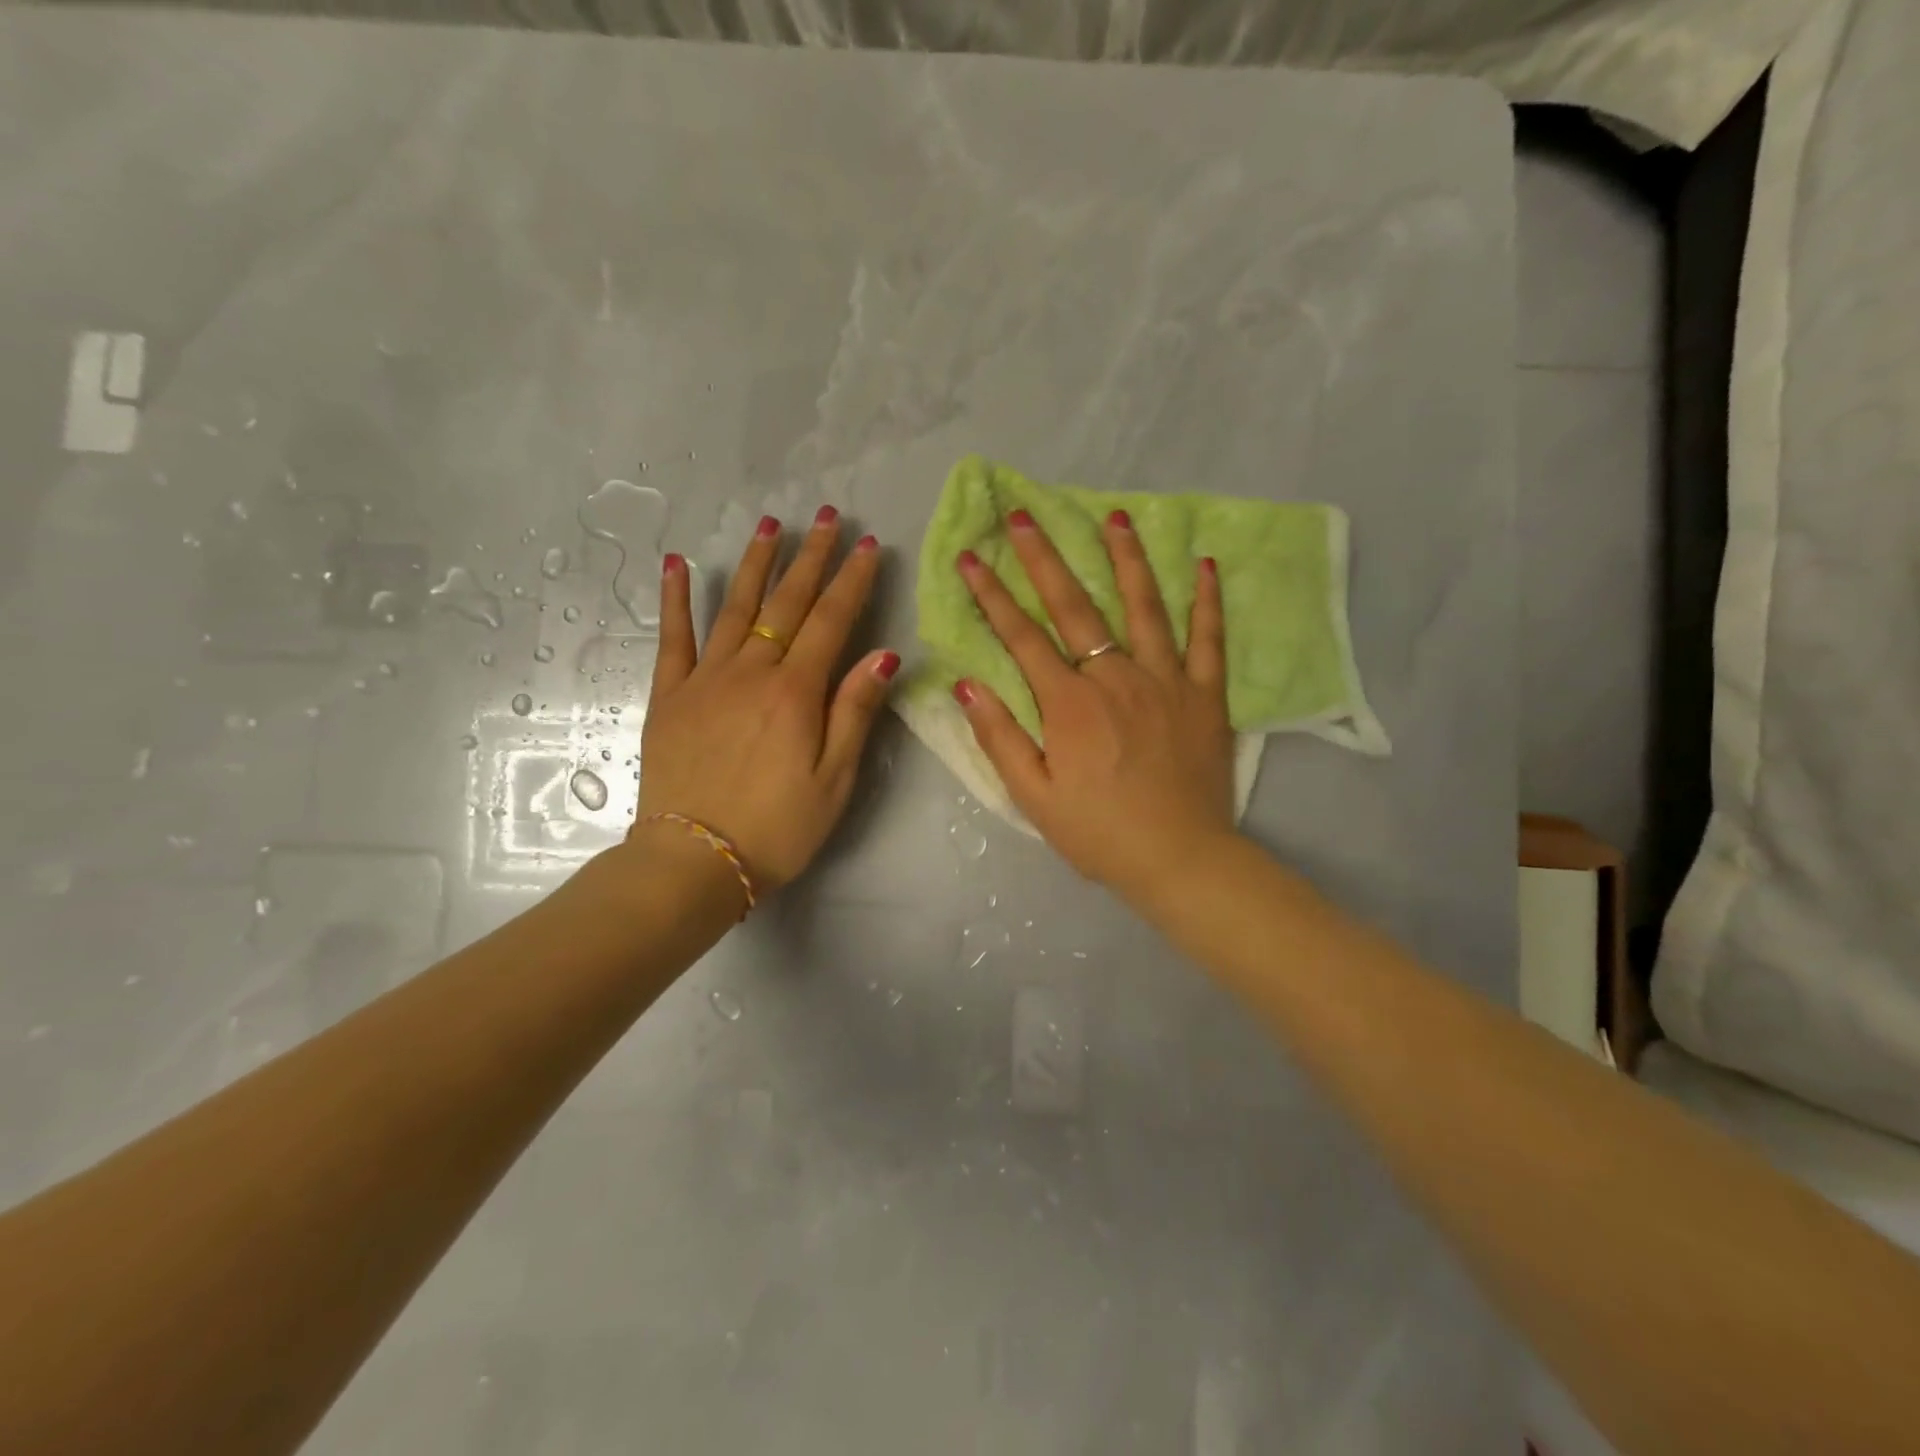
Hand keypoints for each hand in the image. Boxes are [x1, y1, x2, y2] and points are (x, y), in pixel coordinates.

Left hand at [634, 506, 898, 892]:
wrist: (694, 861)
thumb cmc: (777, 828)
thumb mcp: (834, 780)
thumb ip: (854, 712)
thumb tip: (884, 655)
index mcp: (796, 693)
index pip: (832, 622)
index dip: (852, 581)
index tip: (866, 545)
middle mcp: (751, 672)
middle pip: (787, 604)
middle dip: (811, 558)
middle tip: (827, 516)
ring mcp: (705, 679)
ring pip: (735, 608)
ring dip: (756, 564)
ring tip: (771, 524)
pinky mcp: (670, 696)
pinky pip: (673, 638)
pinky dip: (675, 599)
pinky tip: (677, 564)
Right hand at [952, 508, 1236, 895]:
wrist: (1180, 859)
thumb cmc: (1099, 833)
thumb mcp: (1033, 796)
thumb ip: (1000, 737)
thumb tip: (966, 685)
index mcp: (1070, 704)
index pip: (1022, 637)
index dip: (992, 595)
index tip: (971, 556)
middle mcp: (1116, 677)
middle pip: (1076, 607)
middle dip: (1045, 558)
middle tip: (1025, 515)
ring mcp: (1167, 681)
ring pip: (1144, 607)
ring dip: (1126, 558)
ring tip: (1113, 516)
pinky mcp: (1206, 695)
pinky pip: (1208, 639)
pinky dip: (1206, 601)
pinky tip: (1203, 564)